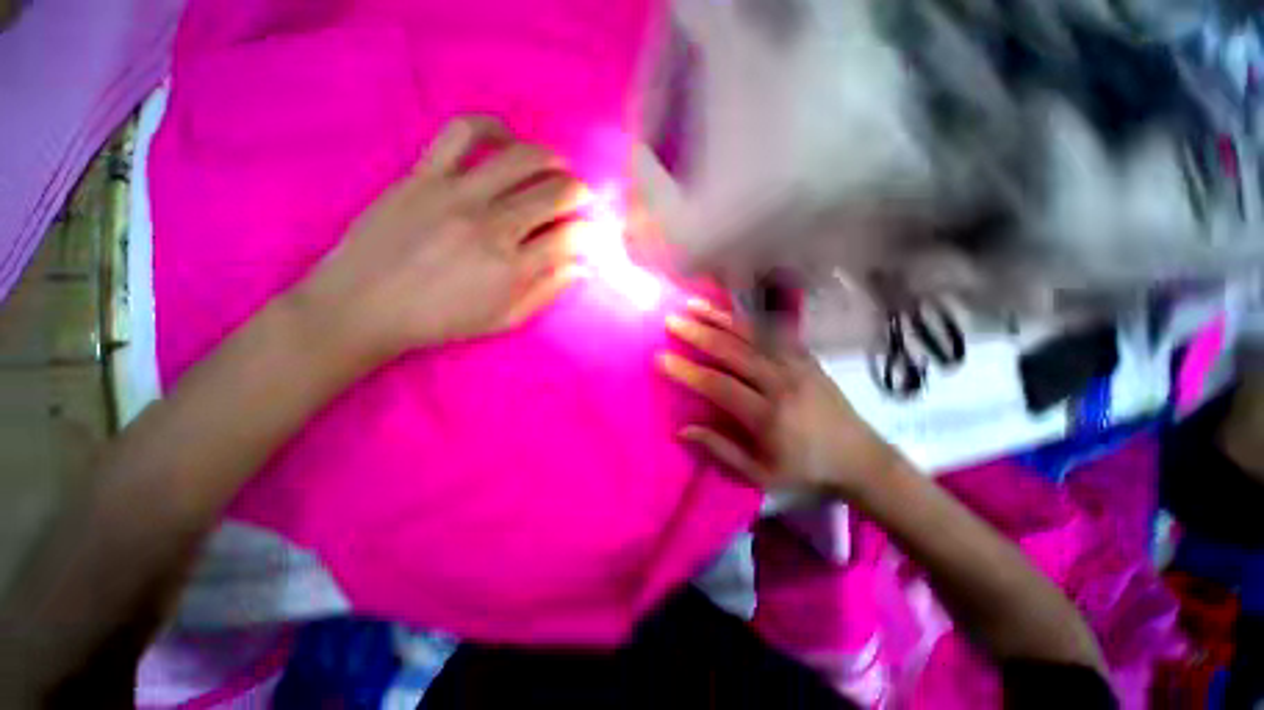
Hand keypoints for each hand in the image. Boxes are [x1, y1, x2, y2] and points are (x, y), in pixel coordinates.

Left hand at [292, 116, 591, 367]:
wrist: (365, 304)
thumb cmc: (441, 320)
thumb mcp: (504, 320)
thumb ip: (546, 292)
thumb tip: (581, 267)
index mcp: (512, 268)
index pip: (570, 238)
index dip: (588, 233)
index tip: (588, 234)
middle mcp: (493, 226)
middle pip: (555, 194)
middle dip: (580, 194)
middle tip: (581, 199)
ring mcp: (458, 194)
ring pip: (522, 158)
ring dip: (552, 159)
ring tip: (558, 167)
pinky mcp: (425, 174)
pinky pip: (464, 133)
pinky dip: (493, 129)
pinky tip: (506, 141)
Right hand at [659, 299, 895, 496]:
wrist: (862, 458)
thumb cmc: (807, 470)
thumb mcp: (761, 474)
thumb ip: (722, 450)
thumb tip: (683, 430)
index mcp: (767, 416)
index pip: (718, 386)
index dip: (687, 371)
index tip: (661, 358)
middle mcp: (781, 383)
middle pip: (733, 352)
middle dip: (698, 334)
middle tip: (672, 321)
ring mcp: (797, 366)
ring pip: (753, 336)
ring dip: (721, 318)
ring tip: (694, 305)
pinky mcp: (807, 358)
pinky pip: (775, 333)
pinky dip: (750, 319)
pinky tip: (732, 310)